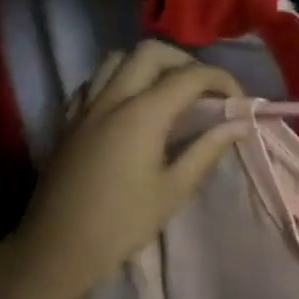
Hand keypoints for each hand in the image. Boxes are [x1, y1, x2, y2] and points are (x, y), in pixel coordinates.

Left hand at [0, 42, 247, 298]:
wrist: (58, 247)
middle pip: (151, 52)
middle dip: (185, 62)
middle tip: (204, 91)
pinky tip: (129, 106)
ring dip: (149, 65)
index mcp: (143, 114)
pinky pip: (94, 81)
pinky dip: (118, 80)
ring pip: (117, 58)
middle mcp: (112, 98)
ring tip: (168, 93)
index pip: (190, 76)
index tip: (239, 101)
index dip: (221, 80)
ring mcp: (85, 106)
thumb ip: (207, 150)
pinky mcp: (68, 120)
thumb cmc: (123, 223)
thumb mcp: (174, 190)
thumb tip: (240, 124)